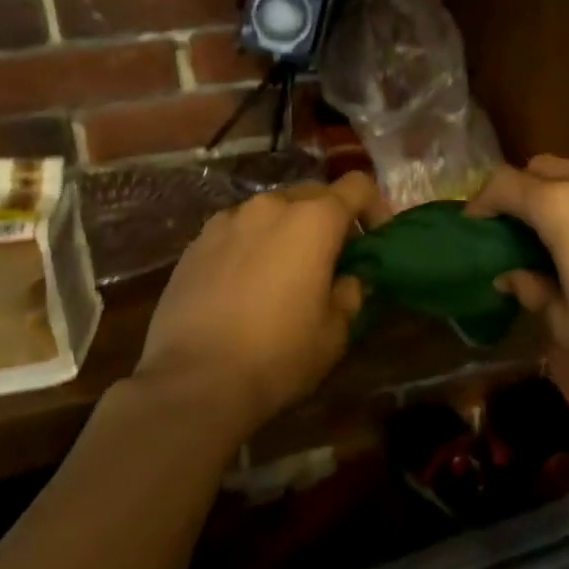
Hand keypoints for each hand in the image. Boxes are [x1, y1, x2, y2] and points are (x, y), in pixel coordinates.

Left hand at [136, 172, 385, 432]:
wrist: (192, 382)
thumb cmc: (278, 354)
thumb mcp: (335, 332)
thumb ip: (350, 293)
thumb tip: (348, 279)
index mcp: (314, 219)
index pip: (358, 186)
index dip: (375, 208)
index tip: (375, 240)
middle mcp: (271, 206)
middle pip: (314, 194)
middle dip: (329, 219)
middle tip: (332, 259)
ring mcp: (228, 221)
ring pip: (271, 211)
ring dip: (287, 230)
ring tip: (284, 272)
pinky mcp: (195, 244)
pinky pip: (237, 231)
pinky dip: (251, 245)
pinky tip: (244, 285)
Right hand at [467, 157, 568, 385]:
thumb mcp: (566, 321)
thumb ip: (533, 290)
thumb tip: (512, 276)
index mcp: (560, 206)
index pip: (505, 184)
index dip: (482, 201)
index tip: (474, 223)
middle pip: (542, 167)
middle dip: (522, 190)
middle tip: (517, 228)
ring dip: (562, 194)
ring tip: (564, 233)